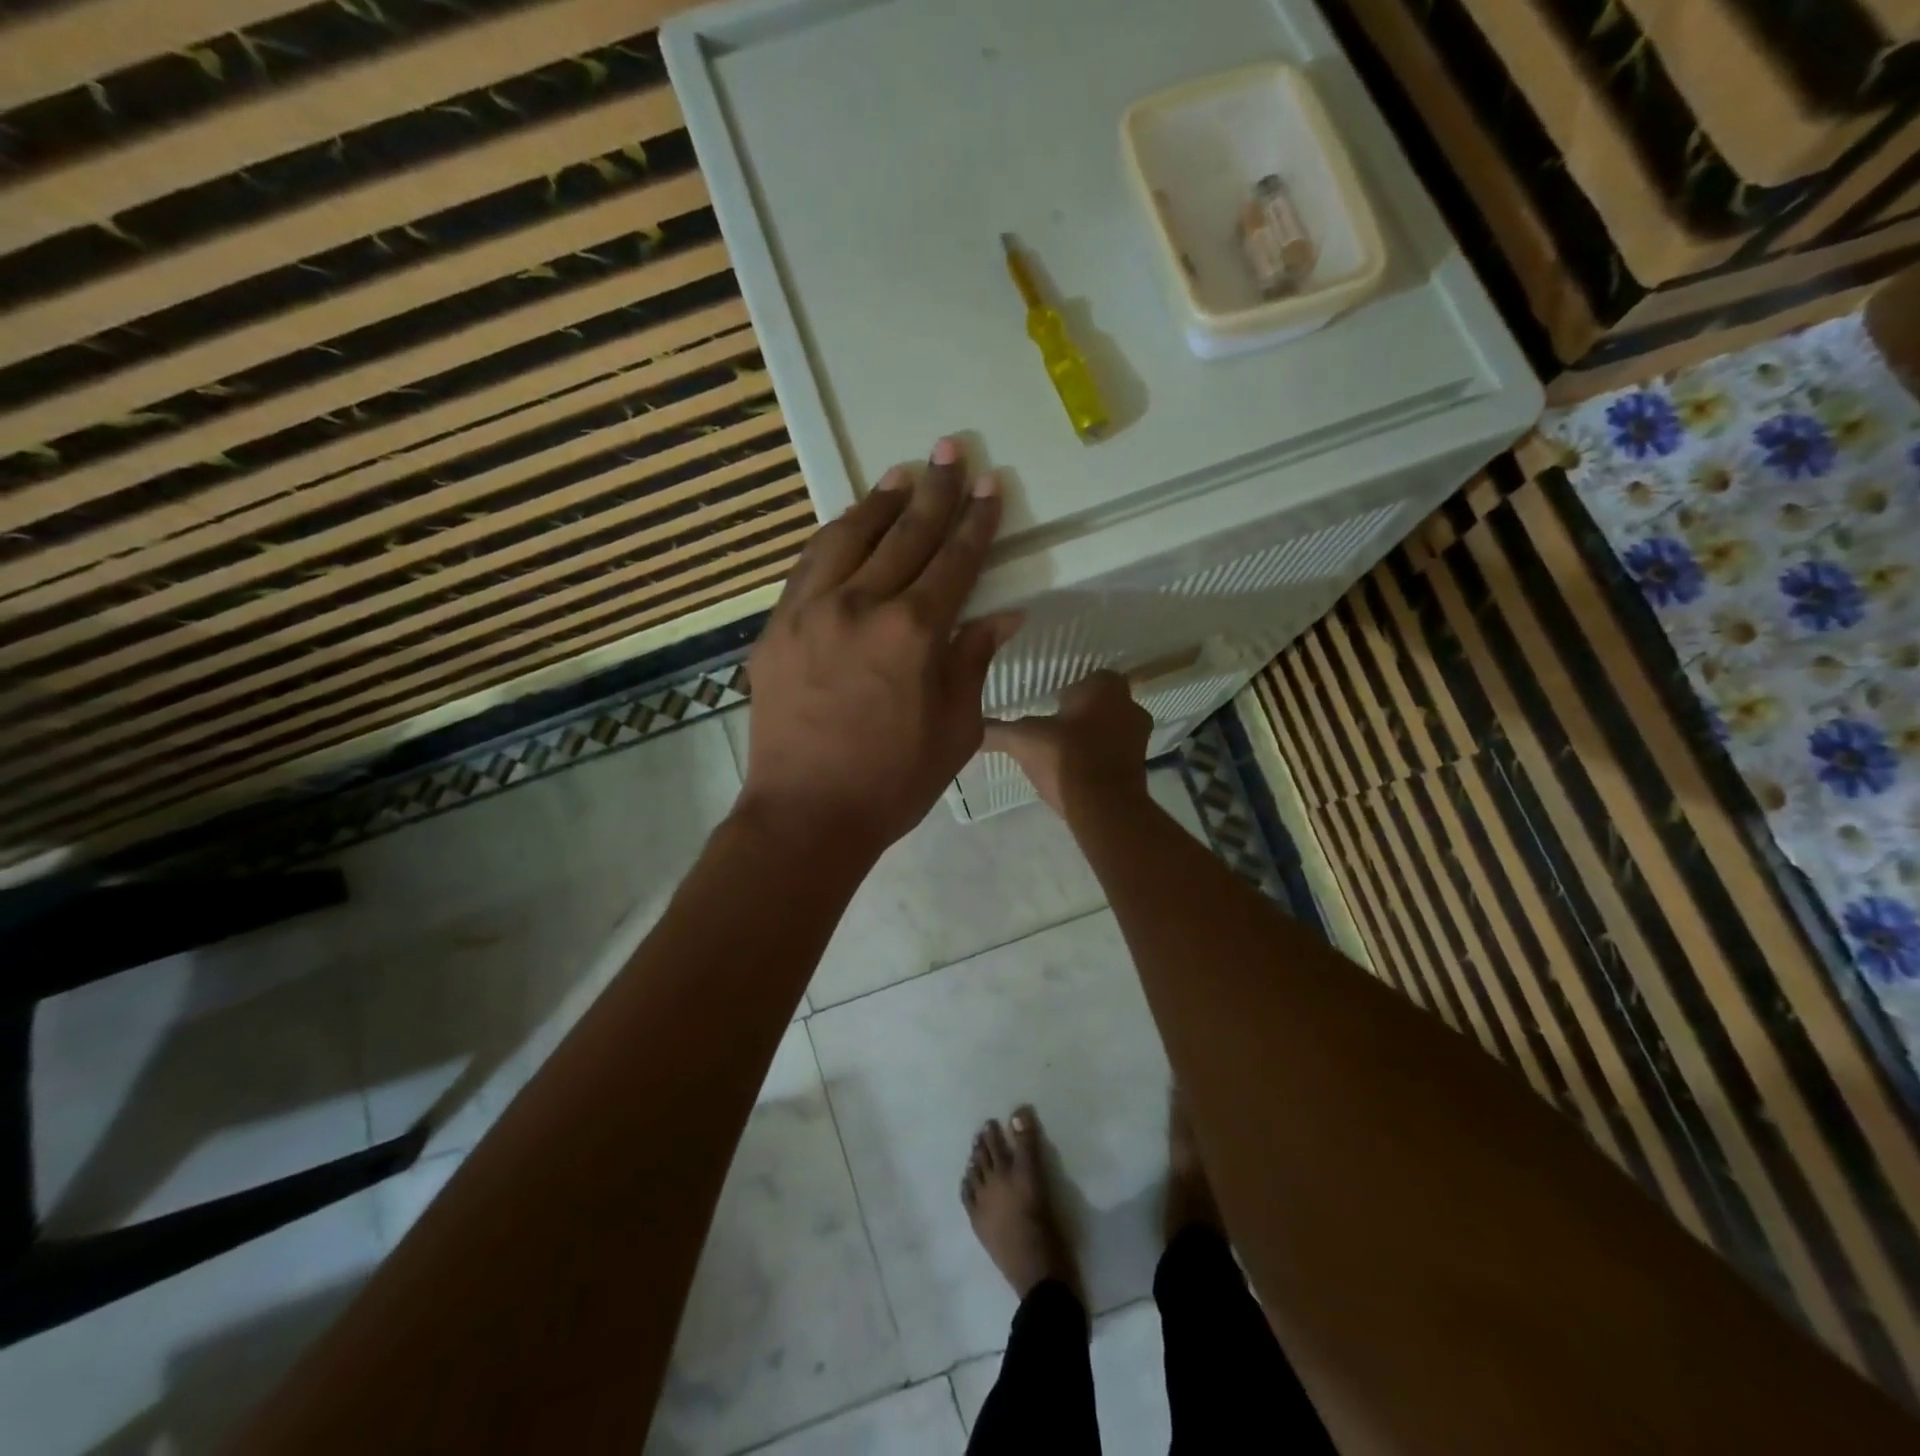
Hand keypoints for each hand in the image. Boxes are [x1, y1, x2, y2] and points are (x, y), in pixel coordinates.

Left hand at [740, 437, 1020, 857]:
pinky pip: (807, 566)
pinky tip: (845, 525)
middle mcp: (860, 606)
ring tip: (901, 475)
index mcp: (912, 633)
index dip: (975, 521)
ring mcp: (810, 612)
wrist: (805, 815)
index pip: (953, 561)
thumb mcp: (954, 730)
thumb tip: (1002, 615)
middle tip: (951, 450)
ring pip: (848, 537)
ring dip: (878, 503)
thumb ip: (973, 663)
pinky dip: (832, 538)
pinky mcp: (776, 627)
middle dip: (933, 491)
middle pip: (904, 535)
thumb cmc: (891, 782)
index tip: (989, 485)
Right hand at [983, 671, 1151, 818]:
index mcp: (1105, 687)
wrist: (1103, 806)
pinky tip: (1076, 771)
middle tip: (1052, 727)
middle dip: (1079, 713)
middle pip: (1099, 703)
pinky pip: (1115, 752)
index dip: (1065, 691)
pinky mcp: (1140, 765)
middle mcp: (1129, 704)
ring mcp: (1139, 736)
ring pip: (1109, 727)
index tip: (1047, 706)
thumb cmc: (1066, 758)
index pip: (1086, 677)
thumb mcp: (1023, 740)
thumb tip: (973, 725)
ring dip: (1090, 735)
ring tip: (1062, 751)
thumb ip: (997, 731)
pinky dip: (1098, 757)